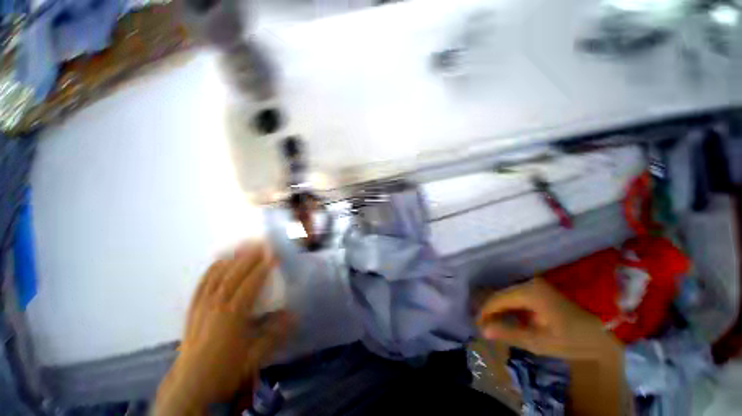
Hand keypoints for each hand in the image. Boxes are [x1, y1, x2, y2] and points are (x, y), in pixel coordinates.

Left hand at [156, 242, 292, 414]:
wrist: (190, 383)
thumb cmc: (225, 369)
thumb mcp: (254, 356)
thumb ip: (275, 334)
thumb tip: (295, 315)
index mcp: (233, 315)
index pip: (251, 284)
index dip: (263, 267)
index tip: (275, 255)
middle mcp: (217, 304)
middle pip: (234, 274)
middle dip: (250, 256)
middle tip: (263, 242)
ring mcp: (203, 304)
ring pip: (218, 275)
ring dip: (233, 257)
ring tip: (244, 245)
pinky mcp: (193, 307)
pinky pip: (203, 282)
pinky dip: (212, 268)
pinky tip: (220, 260)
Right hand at [476, 278, 618, 359]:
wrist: (603, 333)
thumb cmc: (572, 339)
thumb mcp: (540, 341)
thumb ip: (509, 333)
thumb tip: (484, 330)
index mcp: (529, 292)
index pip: (497, 299)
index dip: (485, 312)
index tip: (478, 325)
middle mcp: (529, 283)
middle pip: (501, 295)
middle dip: (490, 310)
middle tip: (484, 326)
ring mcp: (535, 285)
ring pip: (507, 294)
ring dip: (498, 308)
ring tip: (492, 323)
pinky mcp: (539, 289)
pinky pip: (516, 296)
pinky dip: (508, 307)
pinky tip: (506, 318)